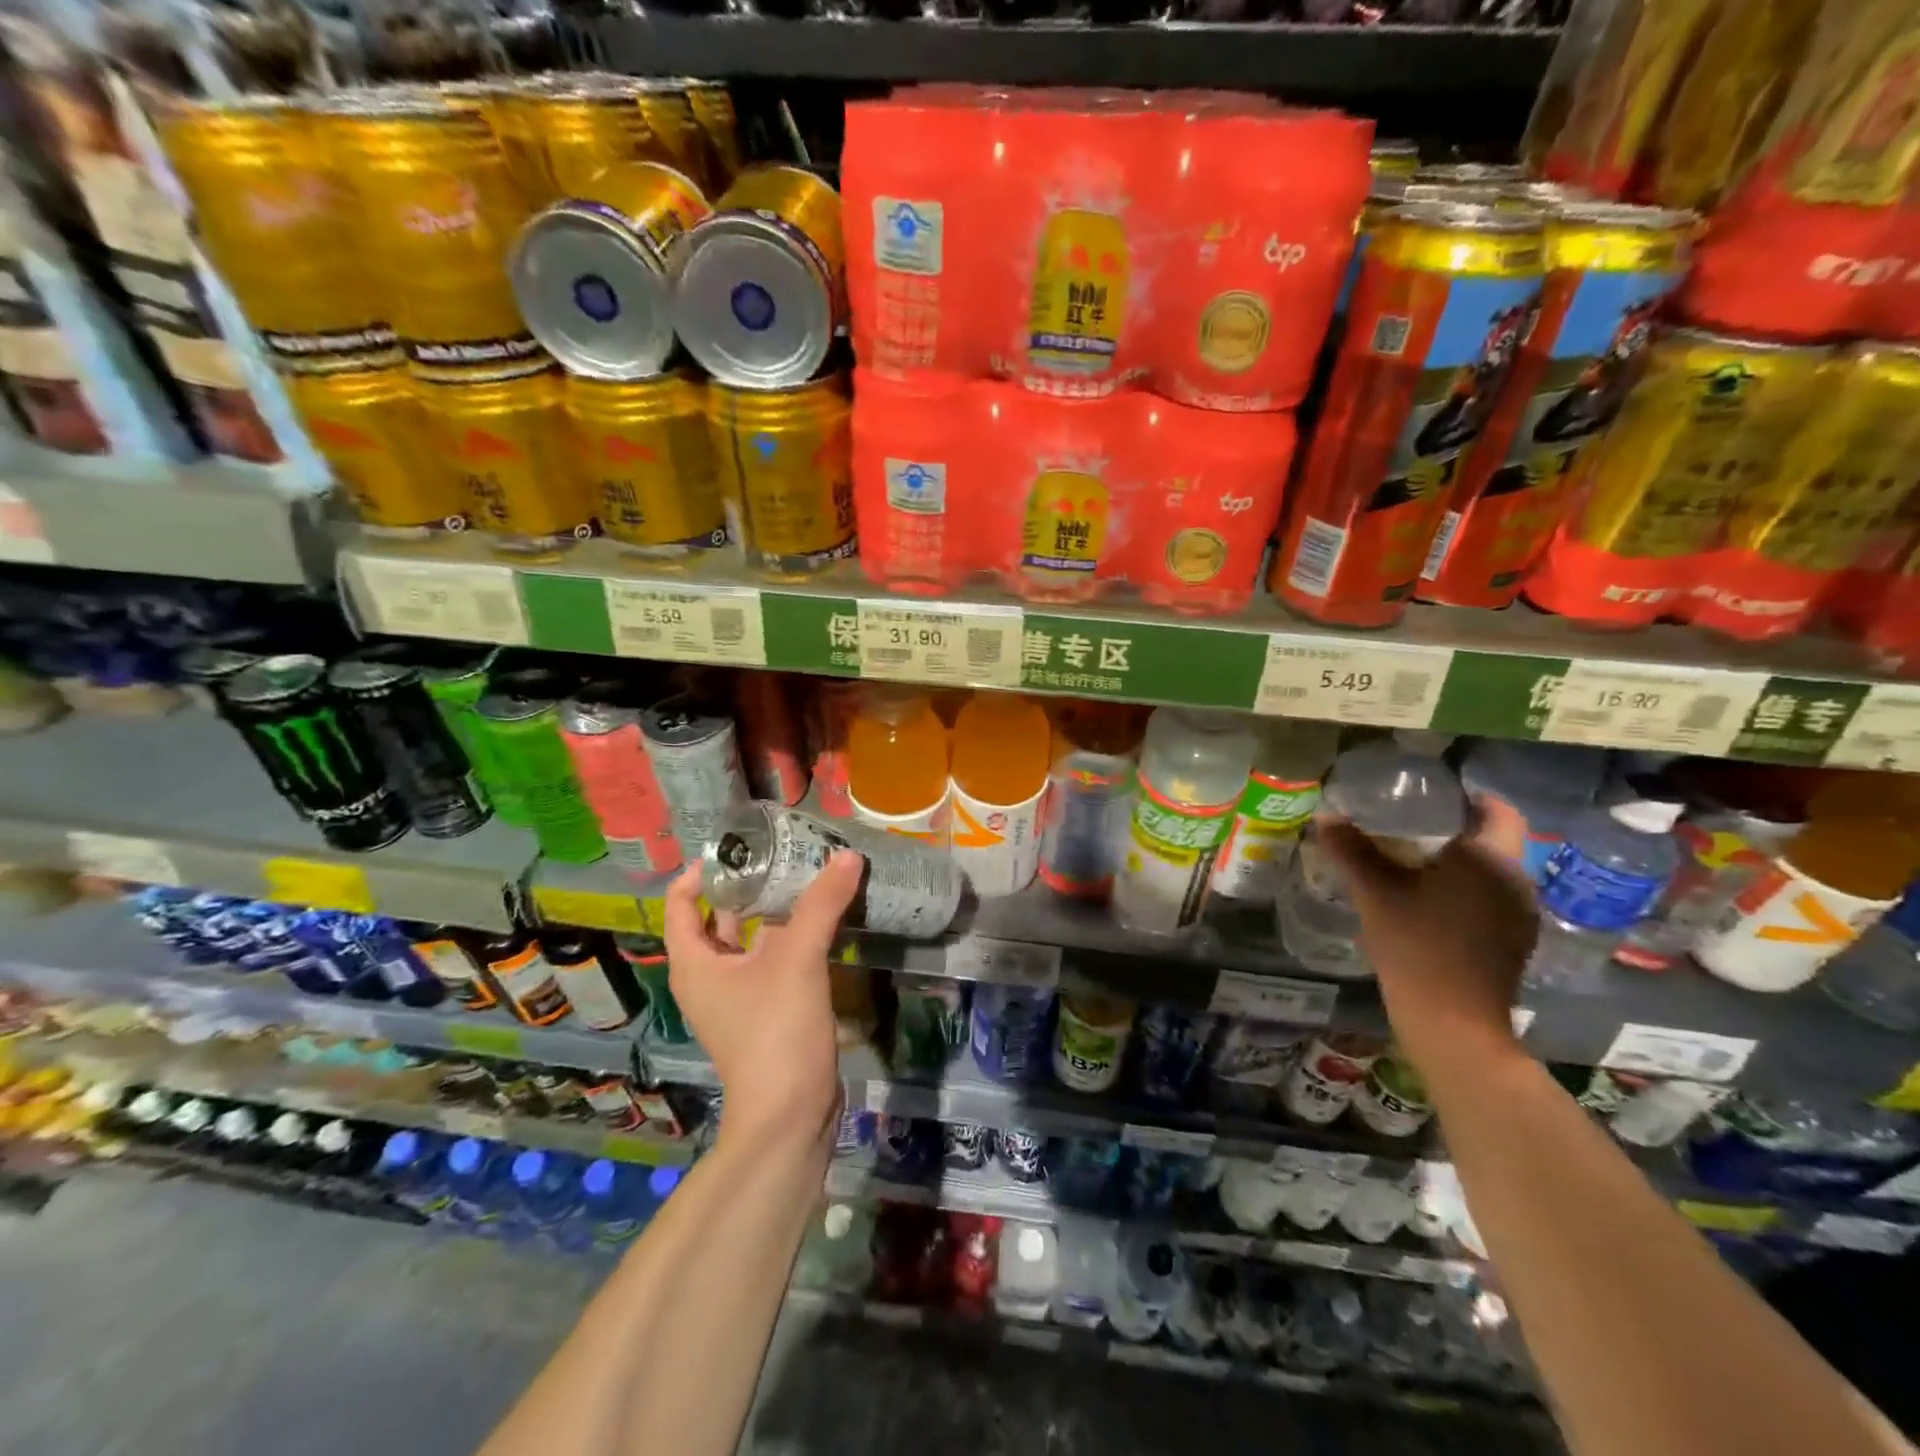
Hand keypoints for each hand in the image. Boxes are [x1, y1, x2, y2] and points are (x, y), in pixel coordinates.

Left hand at [663, 850, 863, 1155]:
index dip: (705, 870)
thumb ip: (821, 904)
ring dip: (774, 910)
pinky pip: (772, 960)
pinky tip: (823, 921)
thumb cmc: (775, 1032)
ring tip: (808, 877)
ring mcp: (738, 996)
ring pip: (750, 938)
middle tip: (785, 853)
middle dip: (748, 884)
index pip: (681, 901)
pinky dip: (791, 937)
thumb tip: (846, 854)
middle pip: (719, 916)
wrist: (789, 1115)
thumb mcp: (797, 959)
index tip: (743, 846)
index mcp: (694, 962)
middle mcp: (709, 975)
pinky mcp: (766, 1010)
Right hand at [1314, 796, 1537, 1080]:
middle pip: (1491, 841)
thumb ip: (1351, 851)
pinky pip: (1489, 900)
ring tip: (1411, 862)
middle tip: (1406, 824)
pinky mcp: (1513, 944)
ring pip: (1489, 873)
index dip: (1468, 796)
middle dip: (1453, 829)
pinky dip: (1462, 891)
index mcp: (1492, 860)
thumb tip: (1326, 817)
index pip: (1497, 810)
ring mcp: (1520, 917)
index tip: (1430, 793)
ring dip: (1457, 863)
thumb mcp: (1376, 893)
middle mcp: (1517, 883)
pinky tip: (1427, 903)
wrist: (1453, 1025)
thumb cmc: (1418, 947)